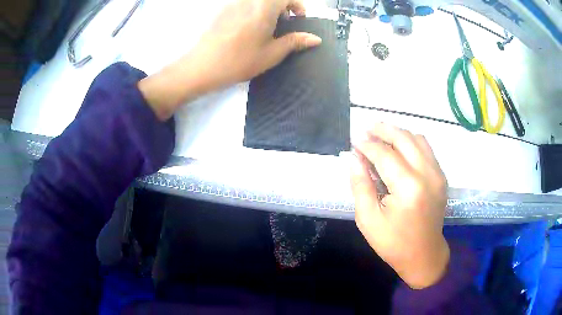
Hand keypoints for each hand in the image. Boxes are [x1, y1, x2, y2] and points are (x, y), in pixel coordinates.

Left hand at [139, 0, 321, 120]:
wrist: (202, 66)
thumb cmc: (240, 60)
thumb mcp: (272, 53)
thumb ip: (295, 42)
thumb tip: (315, 39)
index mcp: (264, 7)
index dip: (297, 5)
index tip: (299, 18)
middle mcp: (248, 1)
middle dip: (282, 7)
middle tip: (283, 25)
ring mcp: (233, 4)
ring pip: (257, 1)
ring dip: (267, 9)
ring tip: (266, 28)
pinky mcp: (222, 11)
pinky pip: (244, 5)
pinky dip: (253, 11)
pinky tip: (248, 29)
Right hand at [350, 123, 449, 288]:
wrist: (424, 256)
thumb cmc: (393, 243)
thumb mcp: (368, 219)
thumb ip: (360, 185)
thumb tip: (353, 158)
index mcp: (408, 188)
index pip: (385, 155)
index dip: (367, 145)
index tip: (354, 142)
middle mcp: (427, 174)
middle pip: (404, 138)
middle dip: (383, 130)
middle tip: (366, 129)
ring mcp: (438, 174)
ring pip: (417, 139)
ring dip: (398, 133)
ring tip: (381, 135)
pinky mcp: (441, 176)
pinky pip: (426, 149)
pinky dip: (411, 142)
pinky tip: (399, 148)